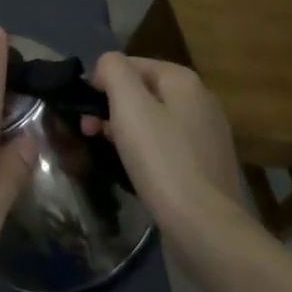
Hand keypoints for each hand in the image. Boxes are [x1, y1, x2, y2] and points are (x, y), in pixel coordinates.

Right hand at [82, 54, 243, 227]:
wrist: (205, 227)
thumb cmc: (162, 159)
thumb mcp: (129, 104)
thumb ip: (113, 70)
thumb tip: (107, 66)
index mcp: (184, 81)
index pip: (132, 64)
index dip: (102, 80)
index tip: (84, 107)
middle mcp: (201, 101)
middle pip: (143, 91)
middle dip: (111, 106)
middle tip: (87, 130)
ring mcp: (207, 136)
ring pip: (153, 119)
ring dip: (124, 128)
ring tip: (104, 148)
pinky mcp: (206, 166)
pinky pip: (166, 145)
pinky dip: (145, 150)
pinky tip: (132, 167)